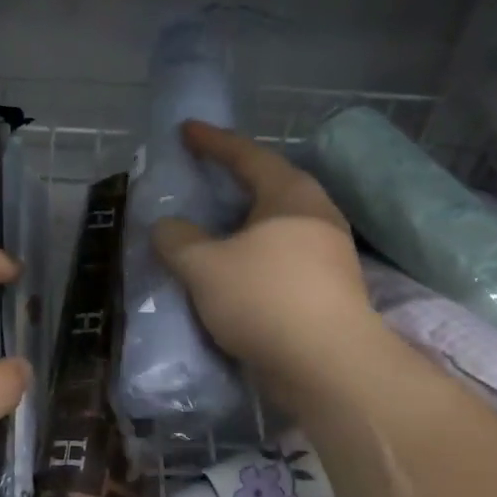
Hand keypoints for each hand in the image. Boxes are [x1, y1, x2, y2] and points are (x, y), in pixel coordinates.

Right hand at [152, 122, 379, 406]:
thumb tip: (168, 228)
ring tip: (215, 229)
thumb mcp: (204, 266)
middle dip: (234, 182)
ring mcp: (328, 254)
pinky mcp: (329, 290)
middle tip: (204, 178)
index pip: (246, 155)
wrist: (328, 366)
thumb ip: (178, 240)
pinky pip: (282, 259)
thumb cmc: (265, 299)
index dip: (213, 142)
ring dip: (244, 226)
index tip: (187, 130)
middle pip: (269, 187)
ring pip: (277, 227)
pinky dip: (255, 257)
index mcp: (290, 194)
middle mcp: (316, 215)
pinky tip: (236, 273)